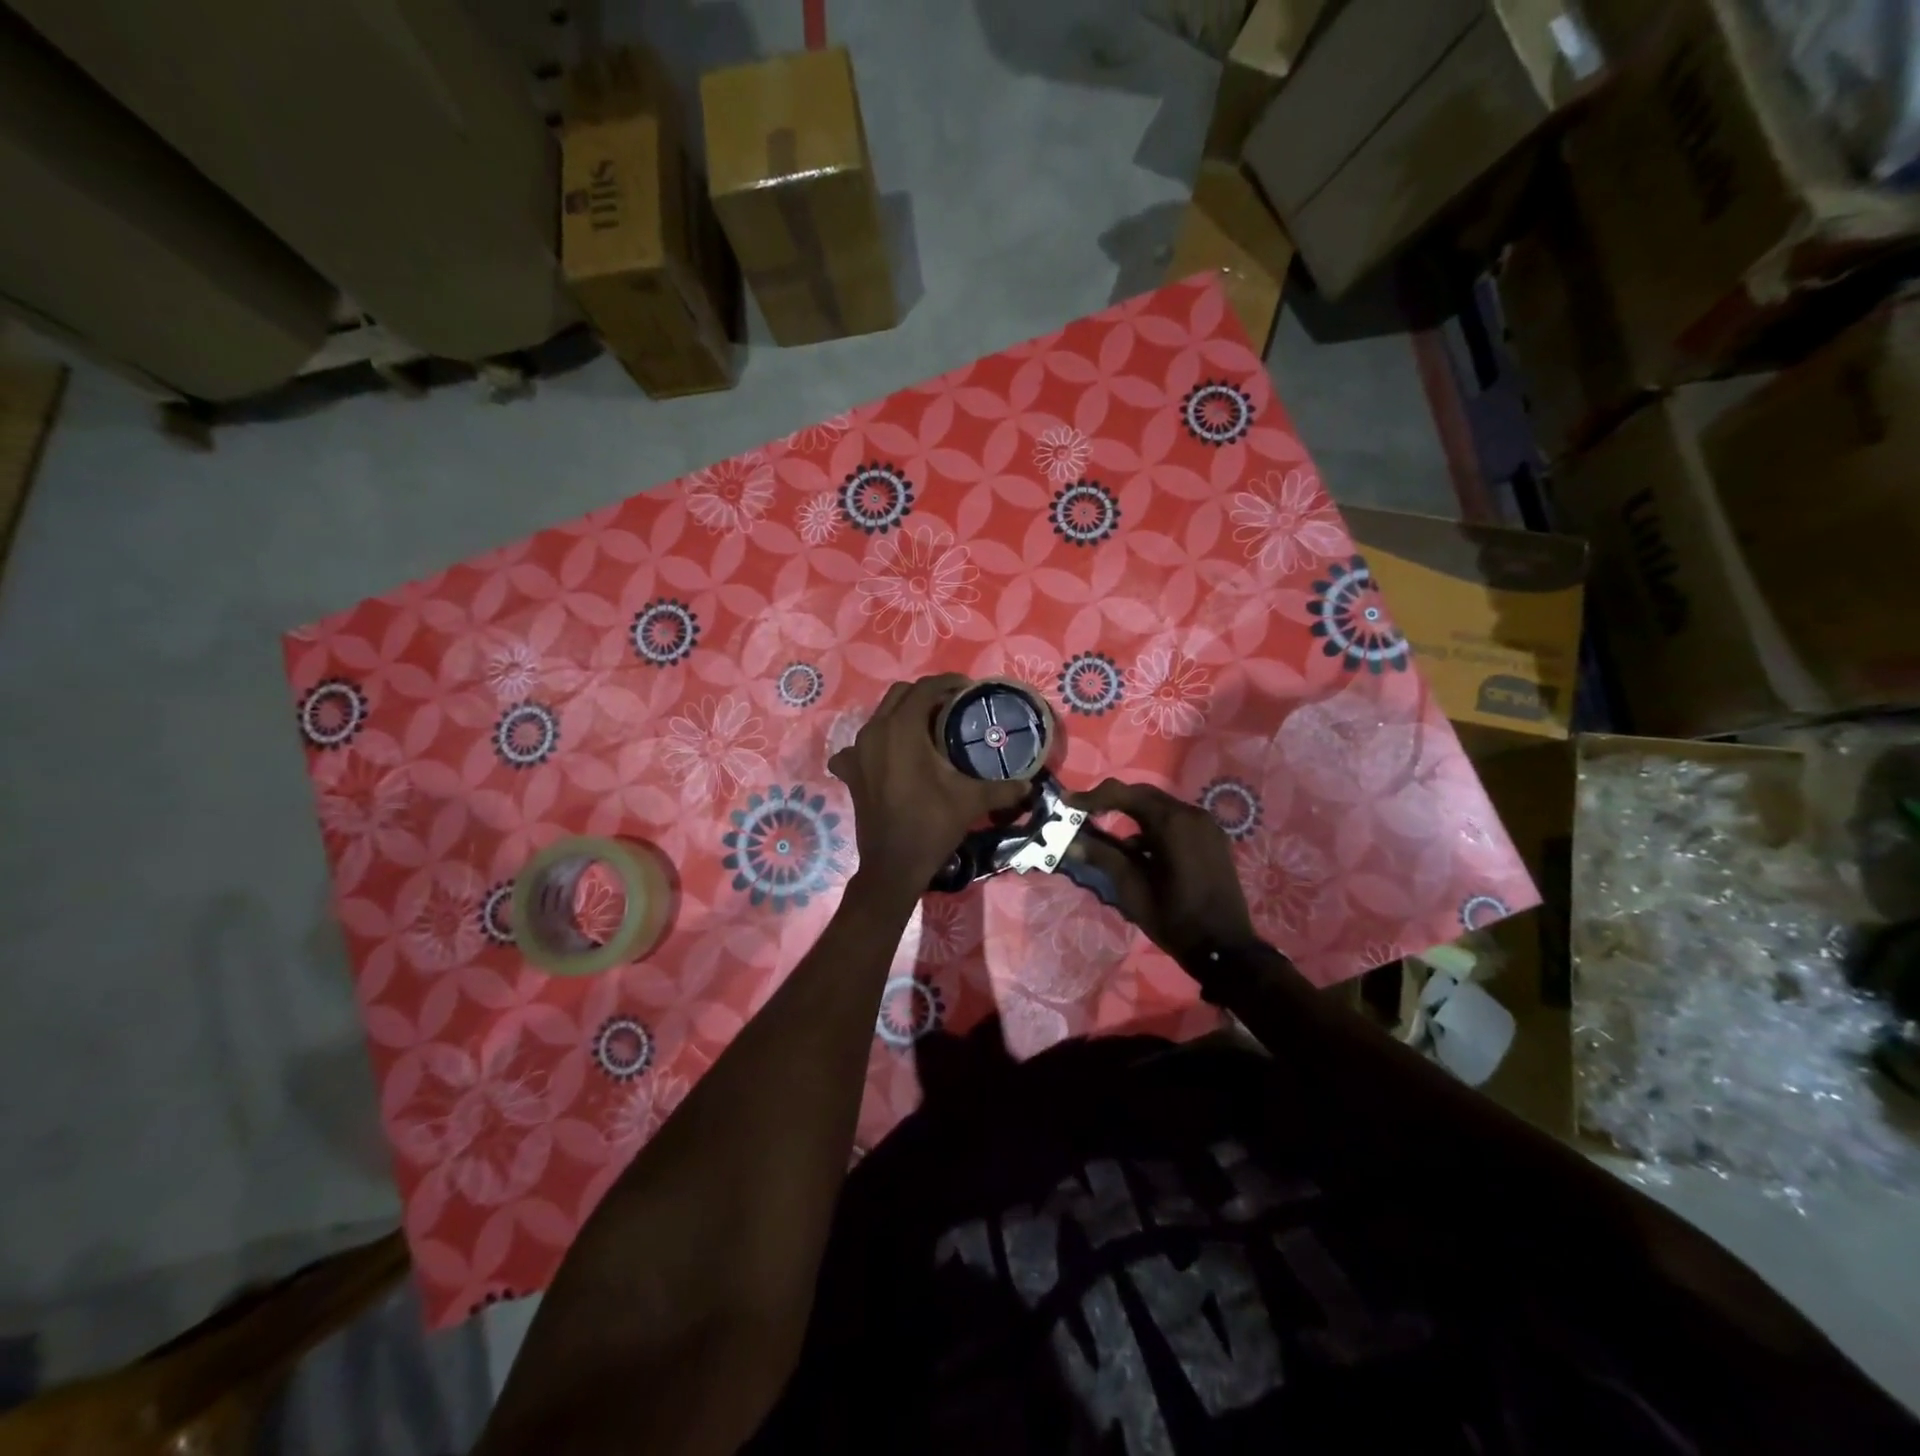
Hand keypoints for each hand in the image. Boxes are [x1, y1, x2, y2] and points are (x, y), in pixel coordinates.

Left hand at [829, 675, 1030, 907]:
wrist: (893, 865)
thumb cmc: (931, 825)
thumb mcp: (971, 801)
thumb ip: (1002, 788)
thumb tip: (1029, 784)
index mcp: (902, 728)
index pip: (925, 688)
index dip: (948, 683)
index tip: (968, 690)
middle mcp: (874, 731)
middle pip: (900, 696)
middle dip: (926, 695)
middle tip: (951, 707)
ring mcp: (856, 752)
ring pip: (880, 717)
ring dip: (903, 715)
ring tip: (927, 730)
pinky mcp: (849, 772)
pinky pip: (860, 746)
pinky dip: (876, 745)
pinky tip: (889, 758)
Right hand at [1067, 778, 1257, 965]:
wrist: (1225, 950)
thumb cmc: (1175, 919)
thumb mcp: (1132, 889)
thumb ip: (1104, 857)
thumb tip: (1073, 841)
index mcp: (1173, 823)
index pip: (1125, 795)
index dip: (1092, 797)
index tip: (1066, 802)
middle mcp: (1192, 815)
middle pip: (1144, 796)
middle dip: (1112, 802)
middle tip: (1083, 813)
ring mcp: (1207, 826)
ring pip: (1160, 808)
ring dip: (1133, 817)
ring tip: (1107, 836)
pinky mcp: (1213, 840)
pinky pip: (1176, 822)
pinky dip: (1154, 829)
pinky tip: (1139, 852)